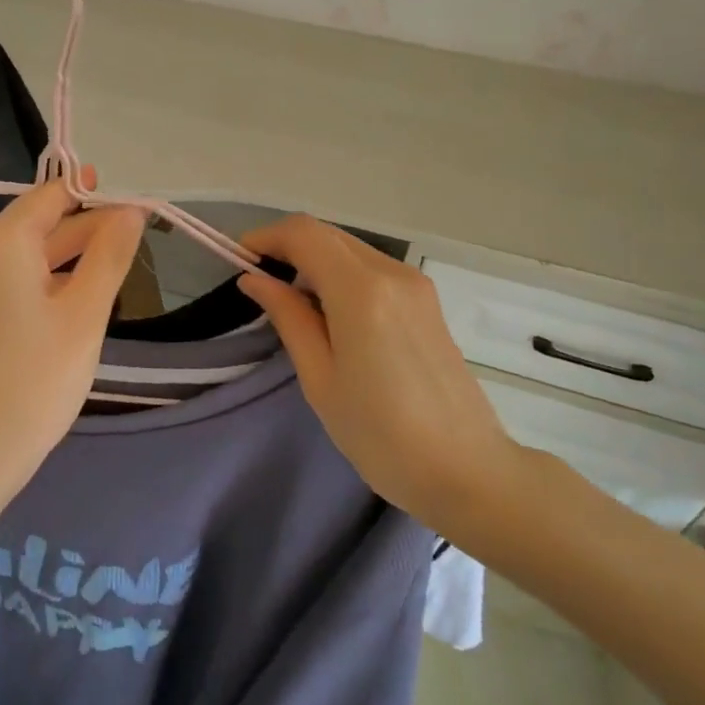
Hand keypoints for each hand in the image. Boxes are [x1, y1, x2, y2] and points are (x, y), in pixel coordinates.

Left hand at [0, 177, 144, 503]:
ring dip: (69, 256)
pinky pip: (10, 280)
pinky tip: (73, 301)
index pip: (54, 194)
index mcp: (1, 240)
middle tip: (139, 241)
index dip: (99, 196)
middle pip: (40, 223)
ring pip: (26, 255)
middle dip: (89, 228)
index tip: (140, 209)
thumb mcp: (84, 316)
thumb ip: (109, 256)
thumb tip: (131, 210)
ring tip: (115, 269)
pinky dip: (44, 281)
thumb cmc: (32, 383)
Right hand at [239, 216, 533, 536]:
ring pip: (350, 249)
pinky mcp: (426, 302)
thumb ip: (288, 317)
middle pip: (328, 235)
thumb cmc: (381, 434)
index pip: (304, 233)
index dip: (266, 237)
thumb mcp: (320, 378)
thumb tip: (255, 279)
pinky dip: (340, 275)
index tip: (238, 259)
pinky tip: (329, 314)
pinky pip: (372, 269)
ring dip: (314, 261)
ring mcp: (415, 285)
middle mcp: (392, 273)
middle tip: (258, 283)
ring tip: (290, 304)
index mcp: (361, 290)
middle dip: (287, 247)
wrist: (466, 471)